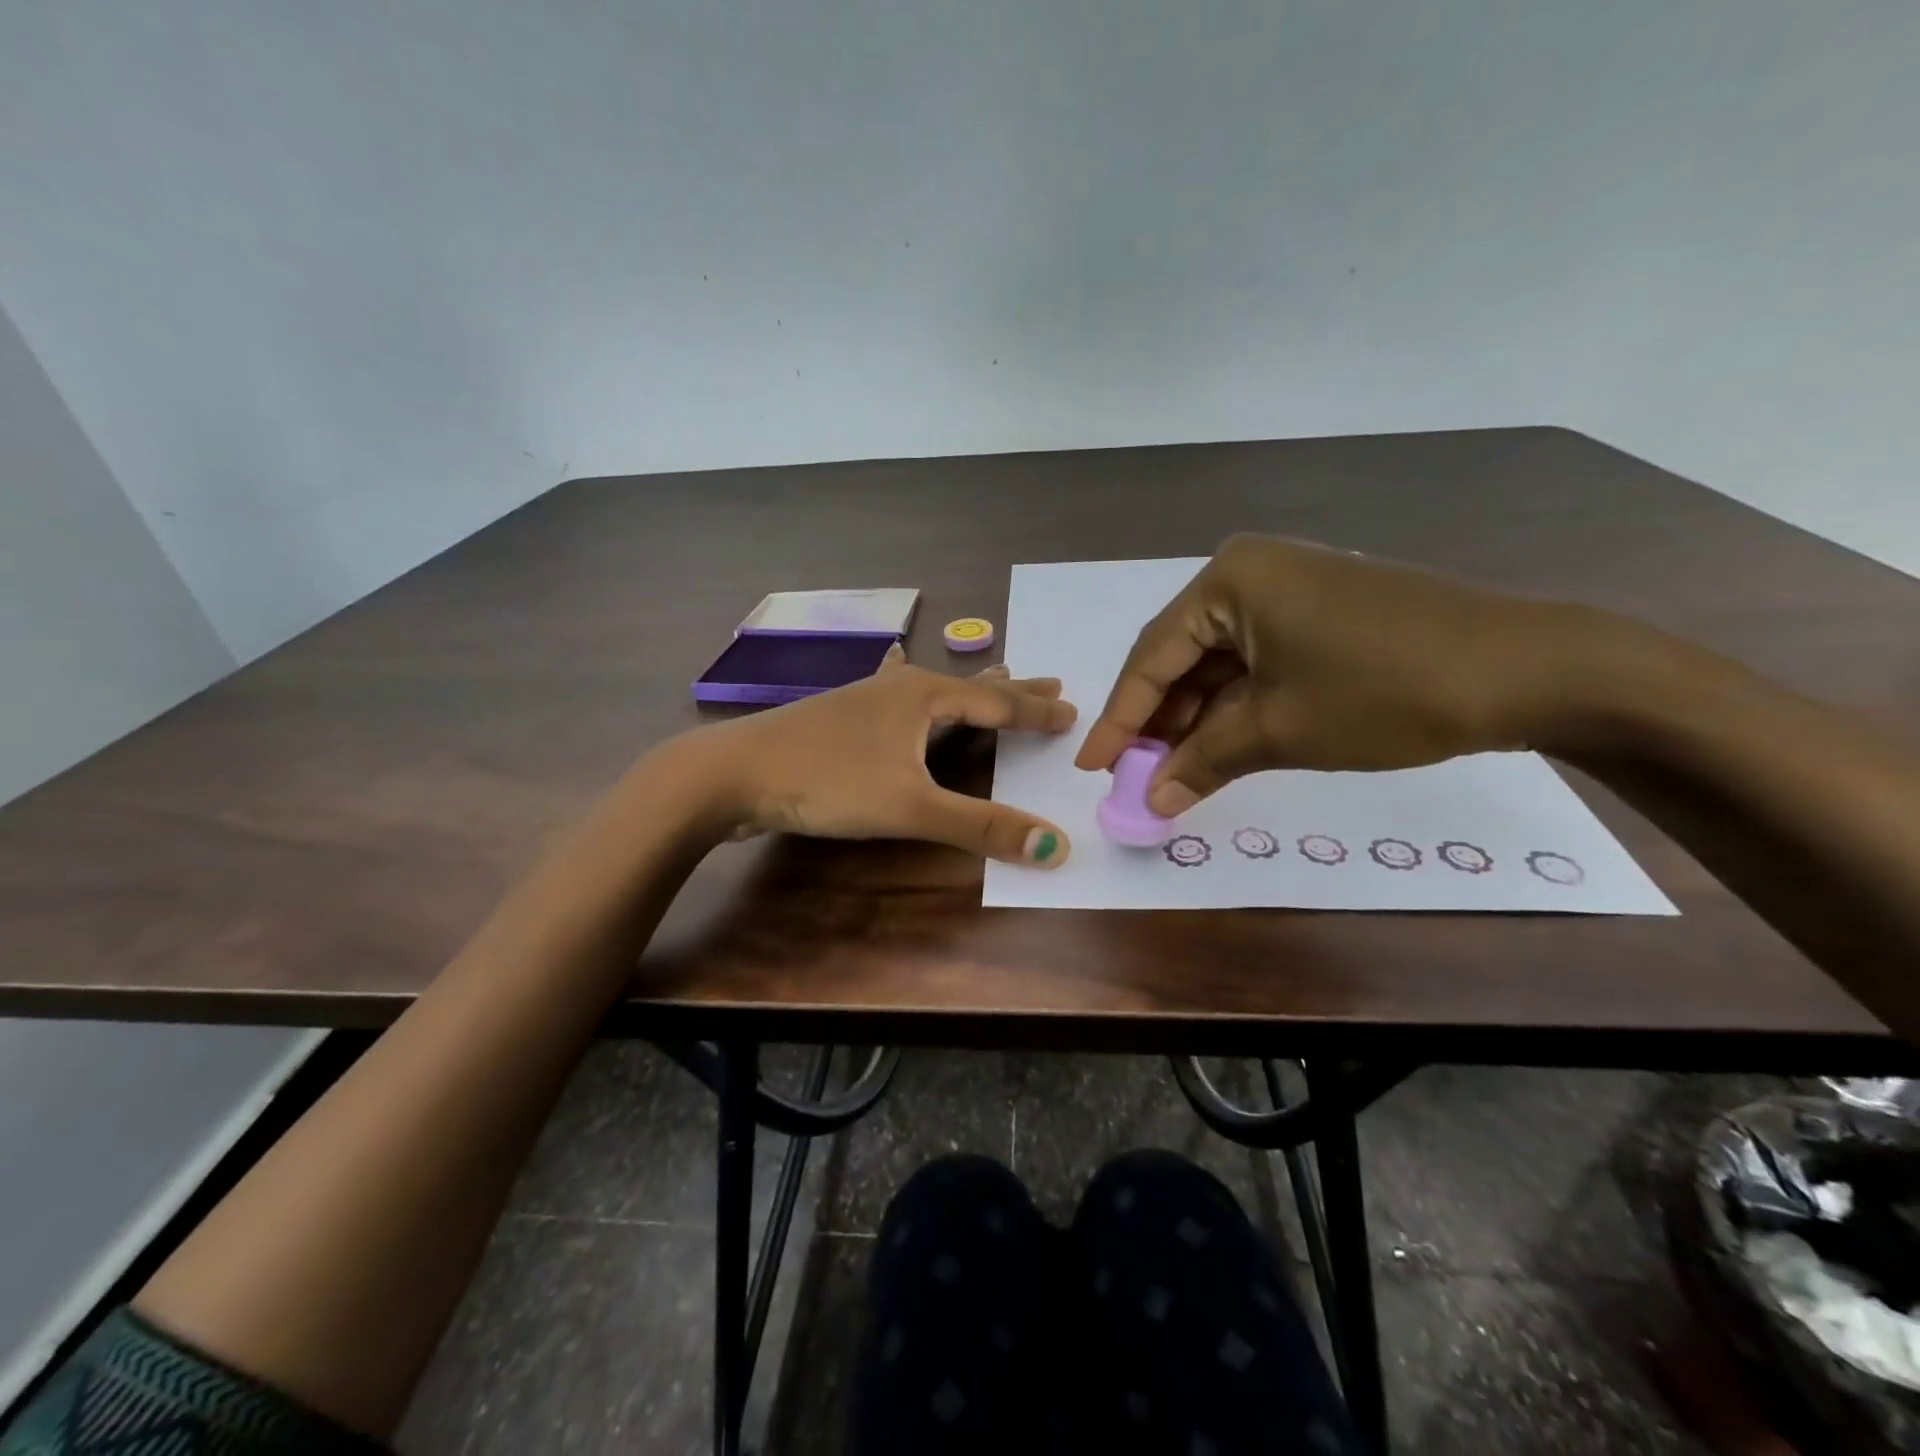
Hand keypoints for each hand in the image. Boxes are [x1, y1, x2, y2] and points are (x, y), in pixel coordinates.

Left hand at [687, 646, 1077, 865]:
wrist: (732, 773)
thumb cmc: (827, 781)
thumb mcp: (910, 806)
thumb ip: (981, 826)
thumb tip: (1056, 846)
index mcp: (923, 695)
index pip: (997, 702)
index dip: (1037, 710)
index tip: (1073, 710)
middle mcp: (898, 686)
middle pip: (969, 685)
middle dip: (1012, 687)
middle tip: (1052, 679)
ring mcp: (865, 699)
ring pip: (932, 689)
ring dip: (969, 689)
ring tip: (995, 678)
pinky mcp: (841, 718)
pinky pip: (900, 700)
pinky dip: (920, 694)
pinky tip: (897, 676)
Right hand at [1074, 534, 1641, 814]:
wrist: (1532, 670)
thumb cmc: (1387, 691)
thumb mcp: (1281, 730)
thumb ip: (1205, 761)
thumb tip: (1152, 801)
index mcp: (1230, 581)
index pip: (1153, 657)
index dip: (1120, 718)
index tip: (1092, 766)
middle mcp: (1251, 574)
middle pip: (1182, 657)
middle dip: (1158, 721)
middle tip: (1133, 776)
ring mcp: (1289, 592)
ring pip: (1219, 664)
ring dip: (1196, 719)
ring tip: (1172, 773)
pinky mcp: (1319, 615)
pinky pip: (1257, 664)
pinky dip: (1236, 707)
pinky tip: (1219, 747)